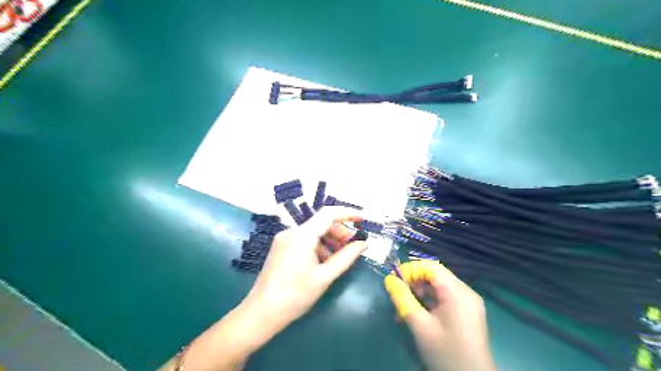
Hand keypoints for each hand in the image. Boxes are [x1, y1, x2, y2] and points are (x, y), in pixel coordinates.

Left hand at [244, 206, 366, 330]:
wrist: (262, 312)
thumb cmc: (295, 296)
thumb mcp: (324, 277)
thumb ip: (346, 257)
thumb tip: (363, 244)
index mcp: (302, 236)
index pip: (328, 213)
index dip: (347, 213)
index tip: (362, 219)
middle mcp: (292, 232)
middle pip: (321, 223)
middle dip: (340, 232)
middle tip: (354, 246)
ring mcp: (284, 239)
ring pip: (314, 232)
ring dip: (330, 240)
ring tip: (340, 257)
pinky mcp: (281, 247)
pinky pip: (305, 240)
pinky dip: (319, 246)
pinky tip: (325, 261)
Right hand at [382, 259, 495, 370]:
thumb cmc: (446, 353)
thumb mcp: (420, 326)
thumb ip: (403, 299)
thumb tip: (388, 280)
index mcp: (457, 293)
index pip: (431, 267)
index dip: (410, 269)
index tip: (393, 280)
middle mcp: (466, 292)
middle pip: (435, 276)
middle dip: (413, 283)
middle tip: (397, 295)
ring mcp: (468, 303)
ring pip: (438, 287)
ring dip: (419, 294)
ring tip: (403, 310)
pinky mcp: (467, 312)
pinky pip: (445, 298)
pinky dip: (429, 302)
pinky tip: (416, 315)